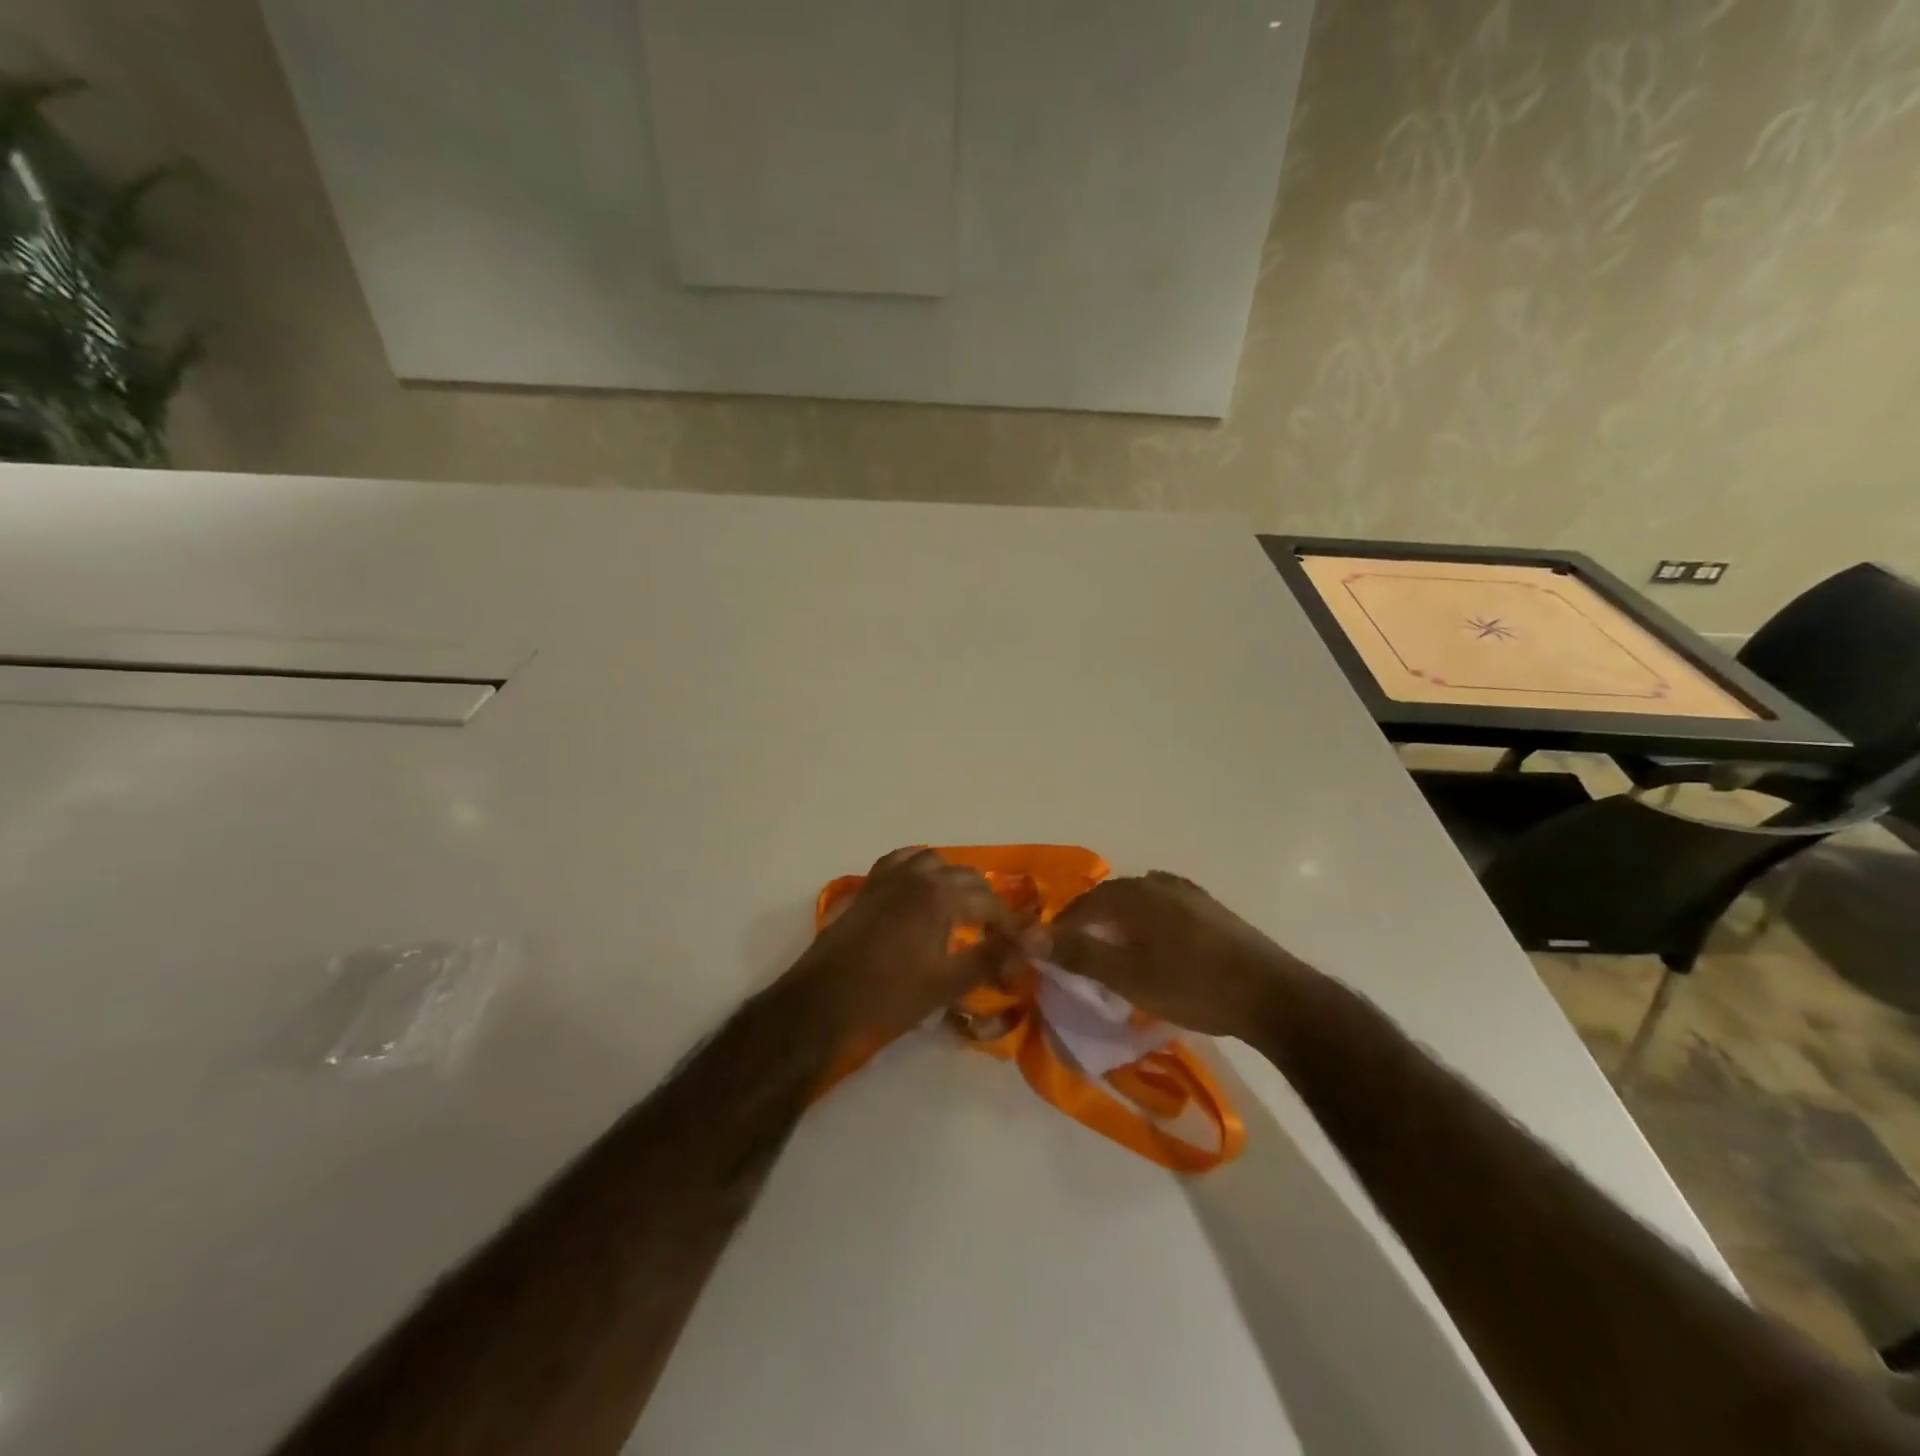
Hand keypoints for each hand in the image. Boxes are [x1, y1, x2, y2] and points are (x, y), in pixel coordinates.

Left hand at [794, 848, 1025, 1044]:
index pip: (989, 902)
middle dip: (985, 901)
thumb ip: (991, 957)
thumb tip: (1028, 943)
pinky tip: (921, 892)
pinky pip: (900, 862)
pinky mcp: (867, 887)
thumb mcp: (948, 983)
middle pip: (965, 877)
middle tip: (994, 934)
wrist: (823, 1005)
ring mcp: (888, 878)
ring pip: (933, 862)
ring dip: (953, 880)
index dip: (1008, 925)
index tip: (1018, 949)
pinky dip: (918, 869)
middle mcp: (917, 875)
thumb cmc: (889, 998)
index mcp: (940, 895)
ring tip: (961, 911)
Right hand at [1035, 871, 1311, 1038]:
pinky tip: (1156, 946)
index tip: (1051, 954)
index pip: (1083, 904)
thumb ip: (1078, 953)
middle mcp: (1158, 883)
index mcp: (1135, 893)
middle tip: (1080, 956)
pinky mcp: (1211, 910)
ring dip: (1120, 923)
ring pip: (1139, 903)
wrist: (1272, 996)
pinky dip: (1148, 924)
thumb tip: (1027, 934)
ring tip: (1115, 953)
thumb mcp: (1127, 975)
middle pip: (1111, 898)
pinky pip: (1164, 909)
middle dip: (1091, 923)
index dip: (1063, 927)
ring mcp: (1189, 894)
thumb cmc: (1193, 985)